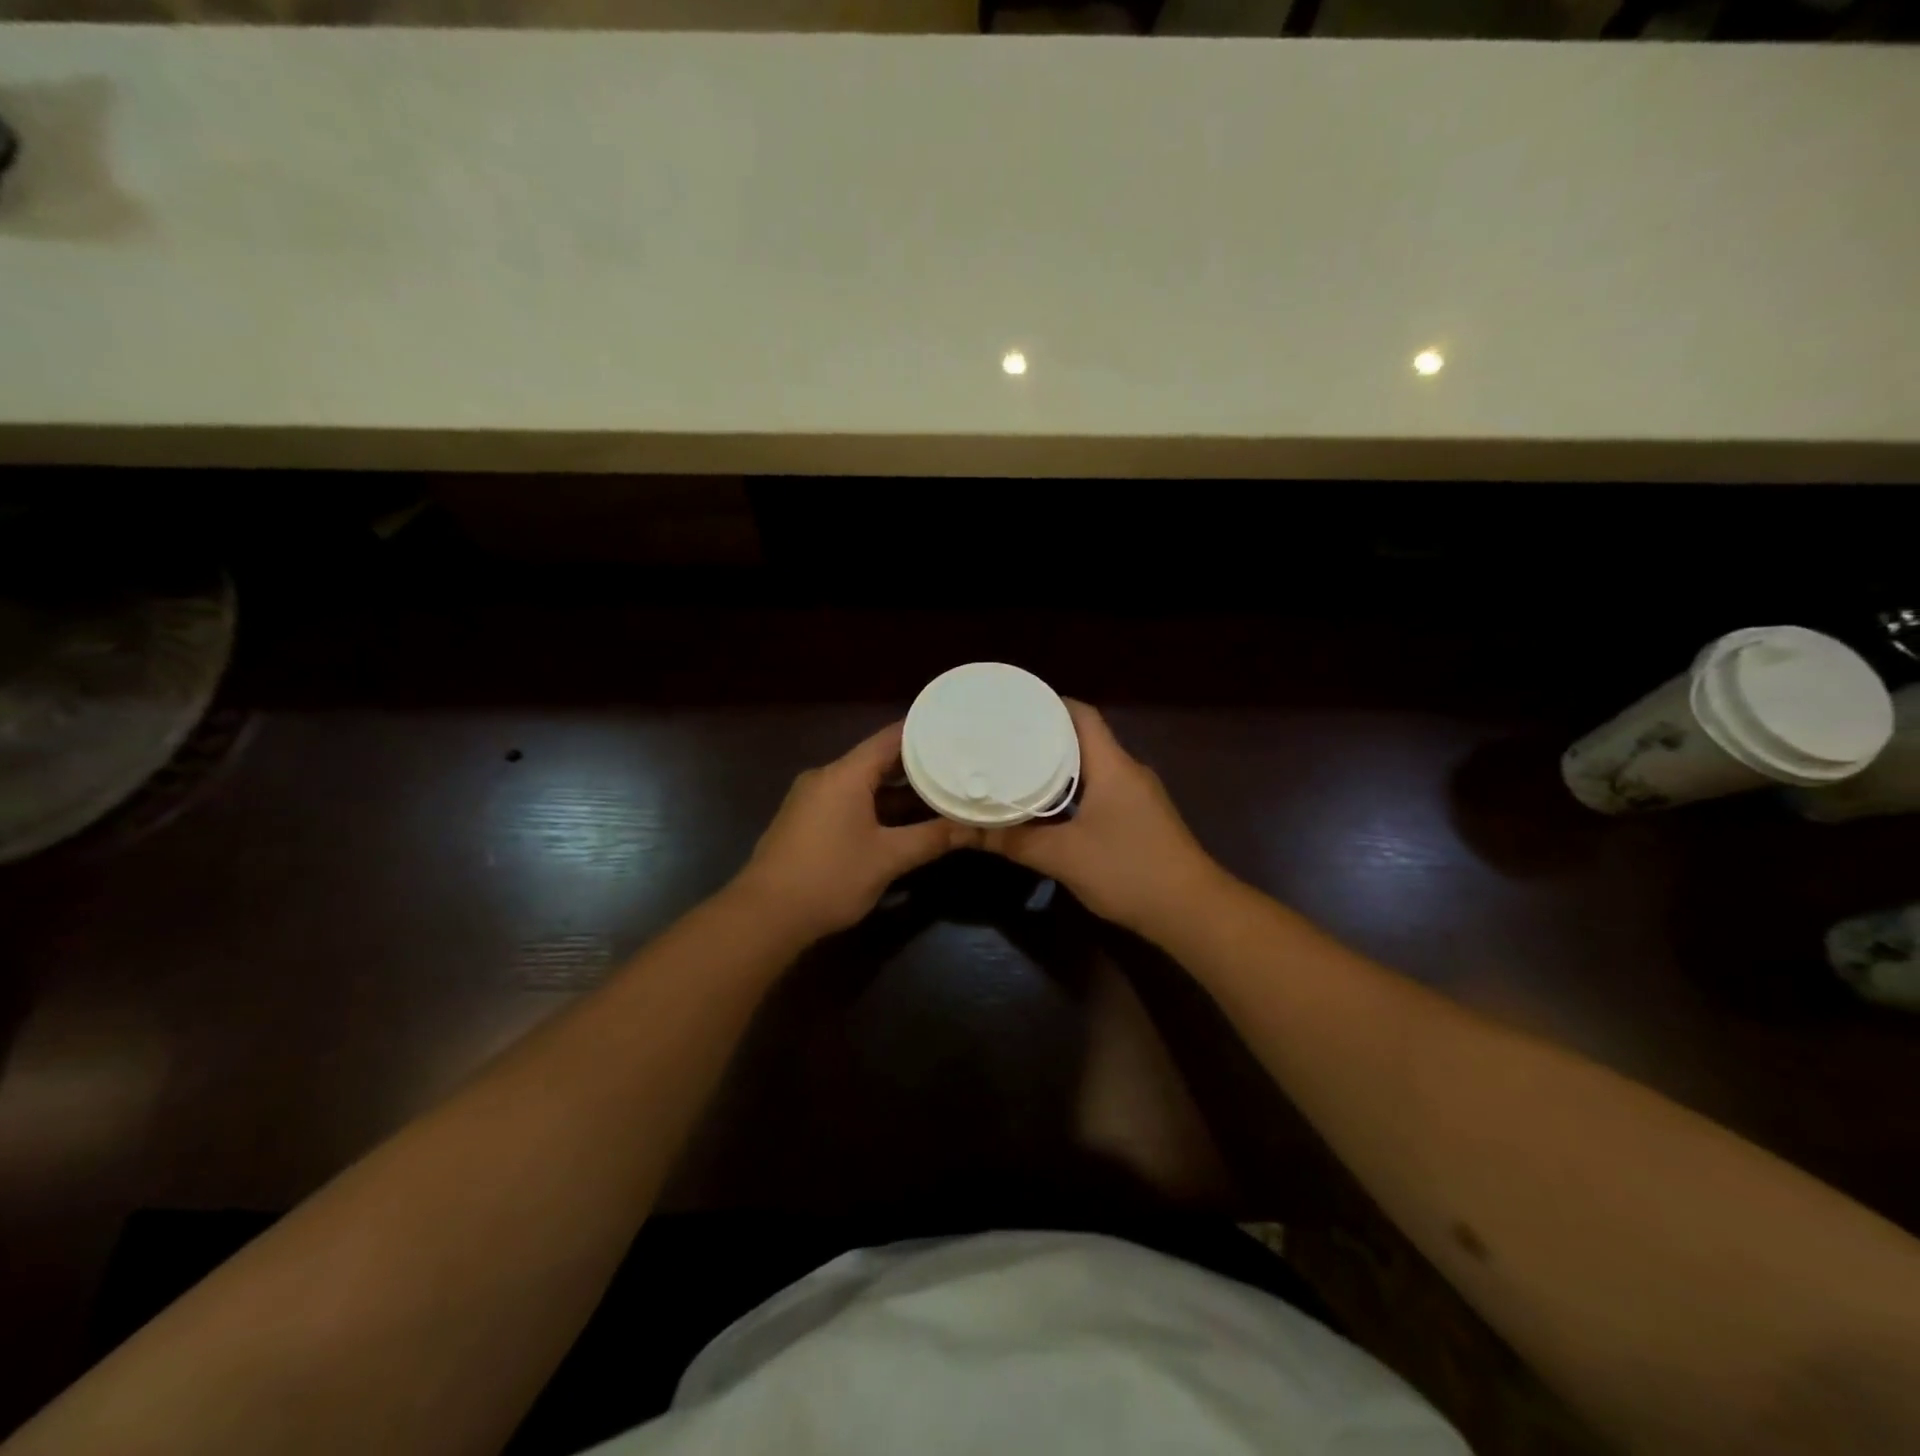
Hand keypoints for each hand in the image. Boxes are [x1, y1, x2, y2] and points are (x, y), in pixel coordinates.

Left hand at [734, 722, 979, 942]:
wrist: (764, 916)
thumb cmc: (829, 878)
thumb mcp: (888, 858)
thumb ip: (931, 839)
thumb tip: (973, 829)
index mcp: (845, 774)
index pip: (891, 738)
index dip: (924, 733)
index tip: (956, 732)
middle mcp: (827, 777)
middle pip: (878, 760)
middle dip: (917, 765)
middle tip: (957, 765)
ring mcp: (813, 799)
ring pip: (864, 784)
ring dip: (898, 791)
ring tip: (940, 792)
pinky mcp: (806, 821)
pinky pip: (849, 801)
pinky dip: (878, 806)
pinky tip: (904, 821)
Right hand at [983, 701, 1223, 937]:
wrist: (1191, 911)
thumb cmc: (1129, 871)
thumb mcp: (1063, 856)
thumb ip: (1012, 840)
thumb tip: (962, 831)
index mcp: (1112, 765)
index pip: (1081, 715)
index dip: (1048, 704)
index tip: (1011, 707)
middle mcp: (1127, 771)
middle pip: (1083, 739)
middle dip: (1043, 736)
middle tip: (1001, 739)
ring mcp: (1137, 796)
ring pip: (1091, 767)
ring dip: (1057, 767)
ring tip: (1015, 768)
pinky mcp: (1139, 819)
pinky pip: (1100, 790)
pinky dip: (1072, 791)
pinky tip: (1046, 808)